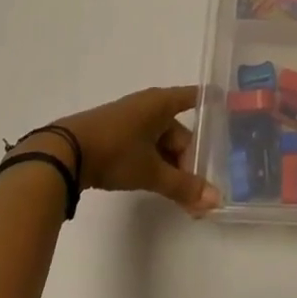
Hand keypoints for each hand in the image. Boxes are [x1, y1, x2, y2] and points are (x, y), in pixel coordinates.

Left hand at [40, 85, 220, 216]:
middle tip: (198, 188)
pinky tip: (157, 183)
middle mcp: (150, 104)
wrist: (66, 152)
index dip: (213, 105)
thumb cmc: (116, 151)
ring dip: (171, 165)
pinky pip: (146, 145)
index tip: (230, 114)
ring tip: (180, 192)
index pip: (196, 97)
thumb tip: (216, 200)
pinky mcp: (117, 133)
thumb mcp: (151, 171)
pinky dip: (155, 162)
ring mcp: (132, 118)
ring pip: (161, 141)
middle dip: (189, 159)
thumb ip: (183, 186)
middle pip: (179, 130)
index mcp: (162, 102)